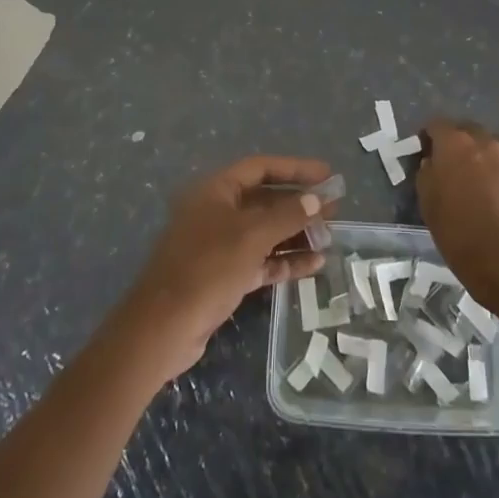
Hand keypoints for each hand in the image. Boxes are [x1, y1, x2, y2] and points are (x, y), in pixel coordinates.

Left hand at [114, 155, 332, 383]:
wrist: (163, 329)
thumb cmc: (206, 268)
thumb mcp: (251, 236)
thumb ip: (286, 215)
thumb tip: (317, 198)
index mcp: (216, 190)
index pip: (261, 168)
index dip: (295, 169)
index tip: (327, 173)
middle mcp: (217, 211)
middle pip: (265, 200)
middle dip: (299, 204)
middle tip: (335, 208)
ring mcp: (219, 245)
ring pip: (265, 232)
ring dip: (296, 234)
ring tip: (330, 236)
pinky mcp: (224, 276)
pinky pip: (261, 260)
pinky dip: (285, 261)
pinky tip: (314, 265)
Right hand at [416, 120, 498, 305]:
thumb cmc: (459, 233)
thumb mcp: (428, 203)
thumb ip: (427, 173)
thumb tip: (431, 163)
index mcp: (455, 143)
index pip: (436, 124)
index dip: (428, 137)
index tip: (423, 153)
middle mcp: (485, 142)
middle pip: (467, 130)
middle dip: (457, 142)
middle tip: (449, 165)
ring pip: (492, 145)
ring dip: (481, 155)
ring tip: (475, 178)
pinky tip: (497, 197)